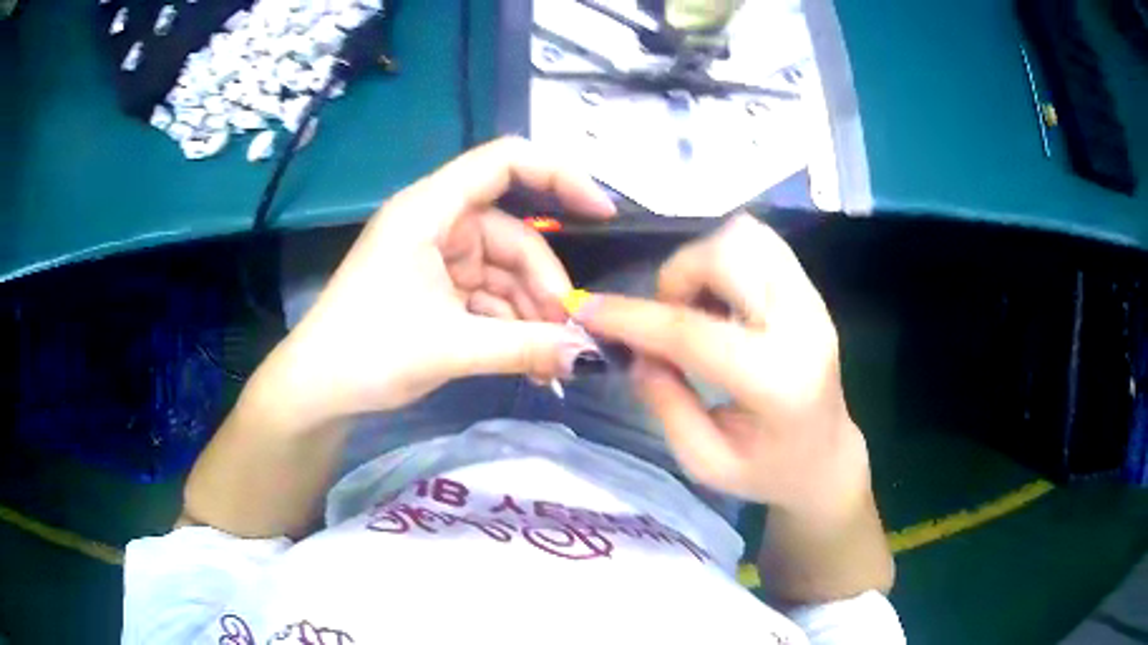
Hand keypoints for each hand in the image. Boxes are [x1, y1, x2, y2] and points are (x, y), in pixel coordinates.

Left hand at [259, 138, 612, 423]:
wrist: (315, 391)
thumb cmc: (367, 352)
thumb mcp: (451, 347)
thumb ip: (525, 346)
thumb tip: (592, 355)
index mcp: (429, 209)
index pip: (504, 162)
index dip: (559, 176)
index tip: (602, 213)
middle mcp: (434, 223)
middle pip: (511, 234)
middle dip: (542, 283)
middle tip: (568, 333)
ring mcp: (434, 257)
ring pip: (501, 271)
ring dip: (528, 312)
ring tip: (549, 361)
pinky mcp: (433, 288)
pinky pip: (484, 295)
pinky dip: (508, 324)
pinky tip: (527, 360)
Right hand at [573, 215, 868, 515]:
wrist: (827, 458)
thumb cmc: (767, 472)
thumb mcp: (704, 461)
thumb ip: (665, 403)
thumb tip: (634, 349)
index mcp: (777, 384)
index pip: (695, 333)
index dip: (633, 318)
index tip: (587, 311)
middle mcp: (802, 328)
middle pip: (728, 255)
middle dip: (677, 276)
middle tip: (666, 317)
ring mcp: (813, 303)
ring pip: (747, 236)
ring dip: (703, 260)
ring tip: (695, 305)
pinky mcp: (812, 292)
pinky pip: (762, 243)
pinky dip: (726, 256)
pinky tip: (720, 297)